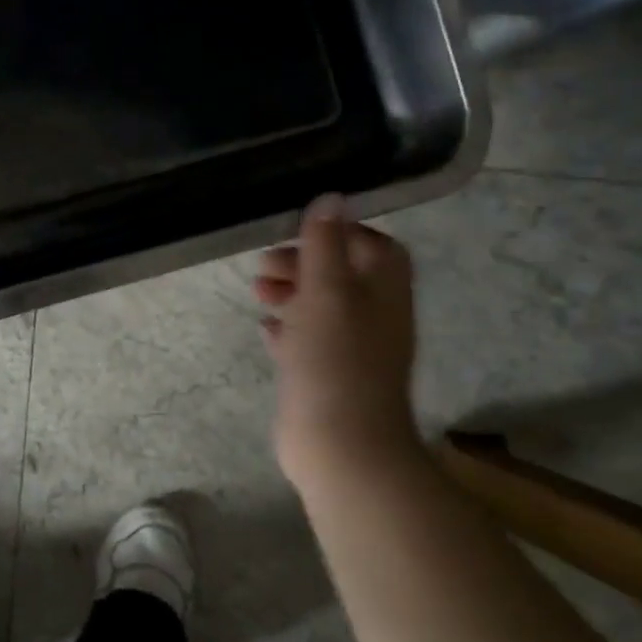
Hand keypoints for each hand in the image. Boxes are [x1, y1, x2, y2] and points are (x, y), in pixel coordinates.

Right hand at [254, 194, 423, 492]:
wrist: (341, 445)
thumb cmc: (336, 360)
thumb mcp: (328, 291)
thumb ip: (326, 244)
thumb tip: (332, 197)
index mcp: (384, 292)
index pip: (373, 246)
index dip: (339, 232)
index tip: (299, 231)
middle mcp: (373, 318)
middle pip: (342, 275)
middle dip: (304, 263)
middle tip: (264, 264)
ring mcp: (351, 351)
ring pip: (321, 309)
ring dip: (291, 293)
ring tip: (257, 292)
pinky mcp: (326, 378)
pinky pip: (307, 343)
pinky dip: (287, 329)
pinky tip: (265, 327)